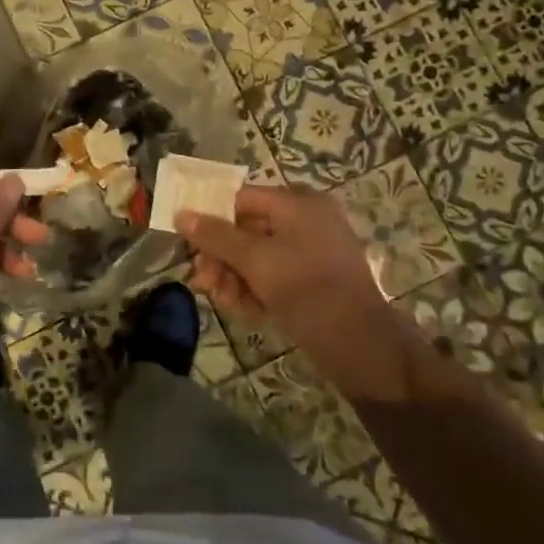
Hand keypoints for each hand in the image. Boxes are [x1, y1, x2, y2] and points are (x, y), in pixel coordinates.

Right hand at [180, 187, 430, 402]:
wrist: (362, 345)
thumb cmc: (307, 290)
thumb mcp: (256, 261)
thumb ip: (217, 237)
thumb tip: (182, 214)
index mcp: (298, 204)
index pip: (240, 199)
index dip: (211, 220)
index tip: (189, 248)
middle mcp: (306, 219)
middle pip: (247, 229)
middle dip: (221, 257)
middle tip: (202, 283)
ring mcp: (312, 250)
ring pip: (258, 255)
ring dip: (234, 277)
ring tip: (223, 302)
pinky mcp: (314, 279)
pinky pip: (274, 273)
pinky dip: (255, 288)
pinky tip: (243, 309)